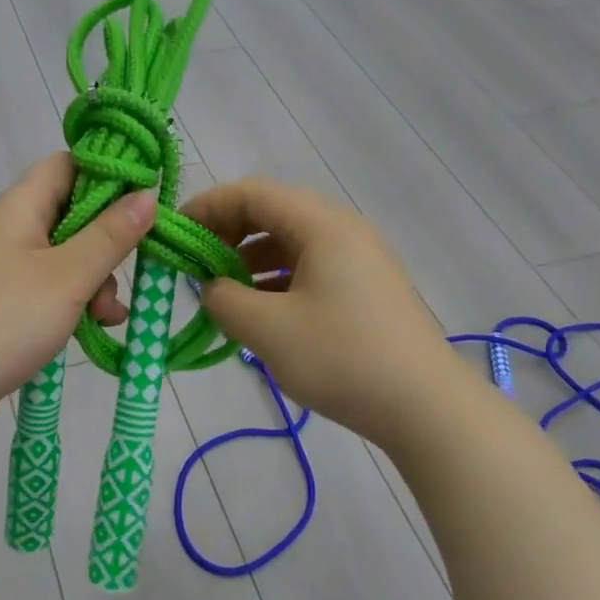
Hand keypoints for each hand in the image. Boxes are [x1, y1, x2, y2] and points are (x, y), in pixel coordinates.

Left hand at [0, 154, 155, 439]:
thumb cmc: (2, 321)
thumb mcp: (67, 277)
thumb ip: (110, 236)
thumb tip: (147, 194)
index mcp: (17, 208)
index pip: (66, 165)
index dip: (107, 174)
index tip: (144, 202)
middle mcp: (6, 230)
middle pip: (69, 214)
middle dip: (106, 244)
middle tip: (126, 274)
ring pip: (62, 258)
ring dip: (93, 281)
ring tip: (107, 316)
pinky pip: (46, 291)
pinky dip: (72, 304)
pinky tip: (92, 330)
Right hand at [182, 178, 449, 449]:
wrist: (424, 405)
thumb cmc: (341, 358)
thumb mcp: (268, 330)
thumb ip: (224, 300)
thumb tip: (212, 288)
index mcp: (322, 225)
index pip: (252, 193)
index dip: (207, 207)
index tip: (175, 235)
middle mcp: (343, 230)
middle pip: (272, 213)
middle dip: (226, 235)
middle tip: (195, 267)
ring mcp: (359, 259)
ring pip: (291, 244)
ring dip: (250, 261)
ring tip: (223, 295)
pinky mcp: (365, 289)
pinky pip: (310, 269)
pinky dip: (276, 281)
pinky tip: (260, 313)